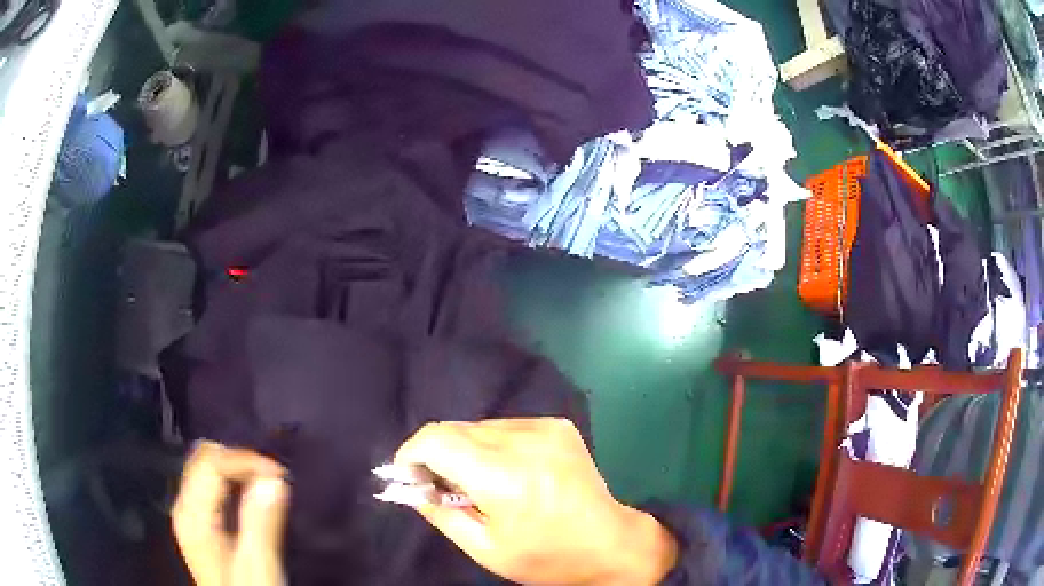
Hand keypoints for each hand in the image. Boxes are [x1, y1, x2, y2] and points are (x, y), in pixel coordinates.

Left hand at [172, 441, 289, 585]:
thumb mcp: (257, 565)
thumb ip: (261, 523)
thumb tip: (273, 479)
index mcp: (192, 514)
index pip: (210, 461)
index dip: (245, 460)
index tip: (280, 474)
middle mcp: (186, 507)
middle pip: (204, 458)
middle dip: (239, 459)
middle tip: (273, 478)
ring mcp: (191, 514)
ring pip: (207, 467)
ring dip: (237, 468)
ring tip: (268, 483)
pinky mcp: (202, 523)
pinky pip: (213, 484)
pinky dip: (234, 480)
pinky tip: (253, 495)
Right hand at [393, 418, 677, 584]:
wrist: (609, 544)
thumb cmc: (544, 557)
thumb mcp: (484, 548)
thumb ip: (439, 513)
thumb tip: (410, 486)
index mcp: (505, 477)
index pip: (437, 440)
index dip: (411, 454)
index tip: (409, 476)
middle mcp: (525, 441)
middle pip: (454, 430)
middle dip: (436, 454)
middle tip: (442, 487)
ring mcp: (545, 428)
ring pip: (478, 427)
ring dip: (464, 450)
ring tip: (481, 484)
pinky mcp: (557, 425)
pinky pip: (504, 427)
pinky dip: (491, 446)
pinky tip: (508, 473)